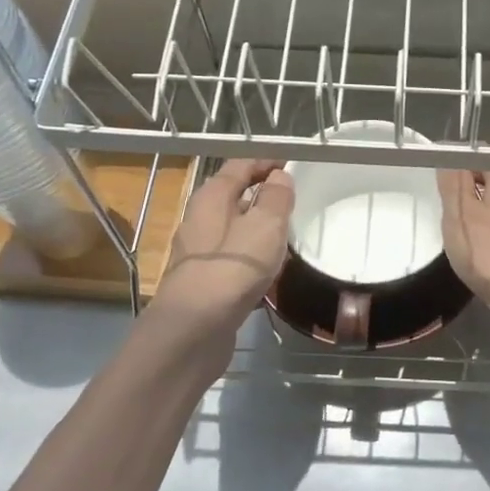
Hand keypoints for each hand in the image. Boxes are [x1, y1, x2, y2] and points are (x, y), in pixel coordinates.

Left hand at [154, 159, 294, 340]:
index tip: (292, 165)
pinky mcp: (205, 282)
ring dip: (259, 228)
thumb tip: (279, 178)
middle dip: (263, 195)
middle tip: (294, 202)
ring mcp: (199, 253)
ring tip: (288, 236)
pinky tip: (270, 272)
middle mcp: (199, 220)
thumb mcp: (265, 225)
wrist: (195, 328)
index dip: (266, 162)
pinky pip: (233, 259)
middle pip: (234, 197)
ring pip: (234, 230)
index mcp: (211, 197)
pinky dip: (252, 257)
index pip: (239, 166)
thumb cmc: (233, 267)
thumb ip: (276, 198)